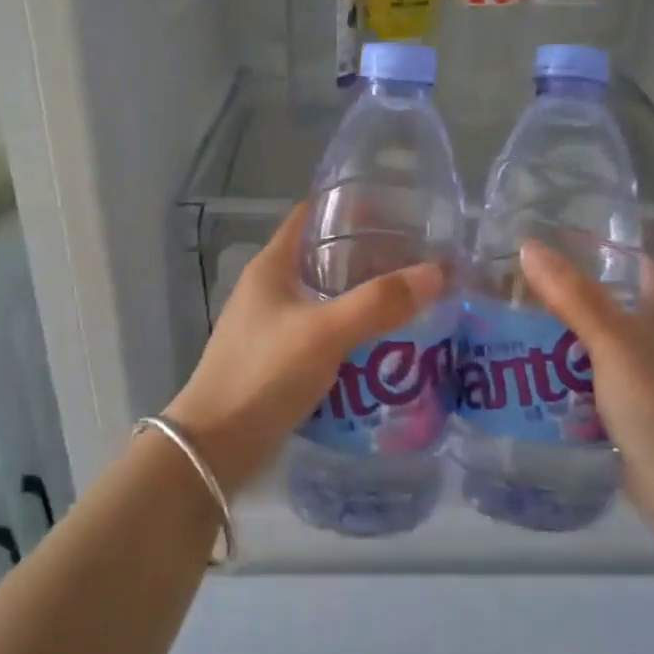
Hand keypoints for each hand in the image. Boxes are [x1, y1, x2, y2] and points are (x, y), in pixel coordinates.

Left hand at [168, 204, 444, 491]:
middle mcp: (270, 288)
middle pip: (324, 256)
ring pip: (327, 296)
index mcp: (272, 266)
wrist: (215, 447)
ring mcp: (273, 325)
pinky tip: (385, 340)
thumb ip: (378, 302)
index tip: (395, 208)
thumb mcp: (324, 332)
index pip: (310, 216)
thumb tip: (437, 272)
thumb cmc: (263, 373)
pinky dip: (353, 330)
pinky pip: (325, 332)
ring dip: (363, 295)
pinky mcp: (280, 358)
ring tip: (410, 295)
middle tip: (416, 256)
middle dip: (368, 255)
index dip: (348, 205)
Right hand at [518, 239, 653, 524]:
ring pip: (592, 341)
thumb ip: (572, 295)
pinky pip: (588, 378)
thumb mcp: (612, 342)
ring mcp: (643, 373)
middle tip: (509, 287)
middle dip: (560, 294)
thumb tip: (527, 245)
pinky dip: (562, 373)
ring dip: (556, 335)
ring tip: (507, 325)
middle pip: (603, 300)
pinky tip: (528, 374)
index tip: (541, 241)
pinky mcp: (629, 408)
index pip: (627, 259)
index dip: (590, 247)